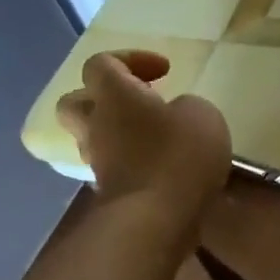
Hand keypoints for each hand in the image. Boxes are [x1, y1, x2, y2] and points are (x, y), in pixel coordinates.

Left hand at [55, 50, 231, 211]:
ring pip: (95, 136)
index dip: (130, 59)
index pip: (101, 64)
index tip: (164, 71)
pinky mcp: (111, 192)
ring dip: (121, 131)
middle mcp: (97, 127)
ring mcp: (99, 163)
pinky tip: (165, 165)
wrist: (156, 221)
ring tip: (159, 135)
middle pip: (77, 101)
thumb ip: (185, 106)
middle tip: (142, 100)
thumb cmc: (179, 154)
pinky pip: (116, 165)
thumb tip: (174, 115)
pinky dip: (134, 160)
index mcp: (115, 97)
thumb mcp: (202, 114)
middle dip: (105, 97)